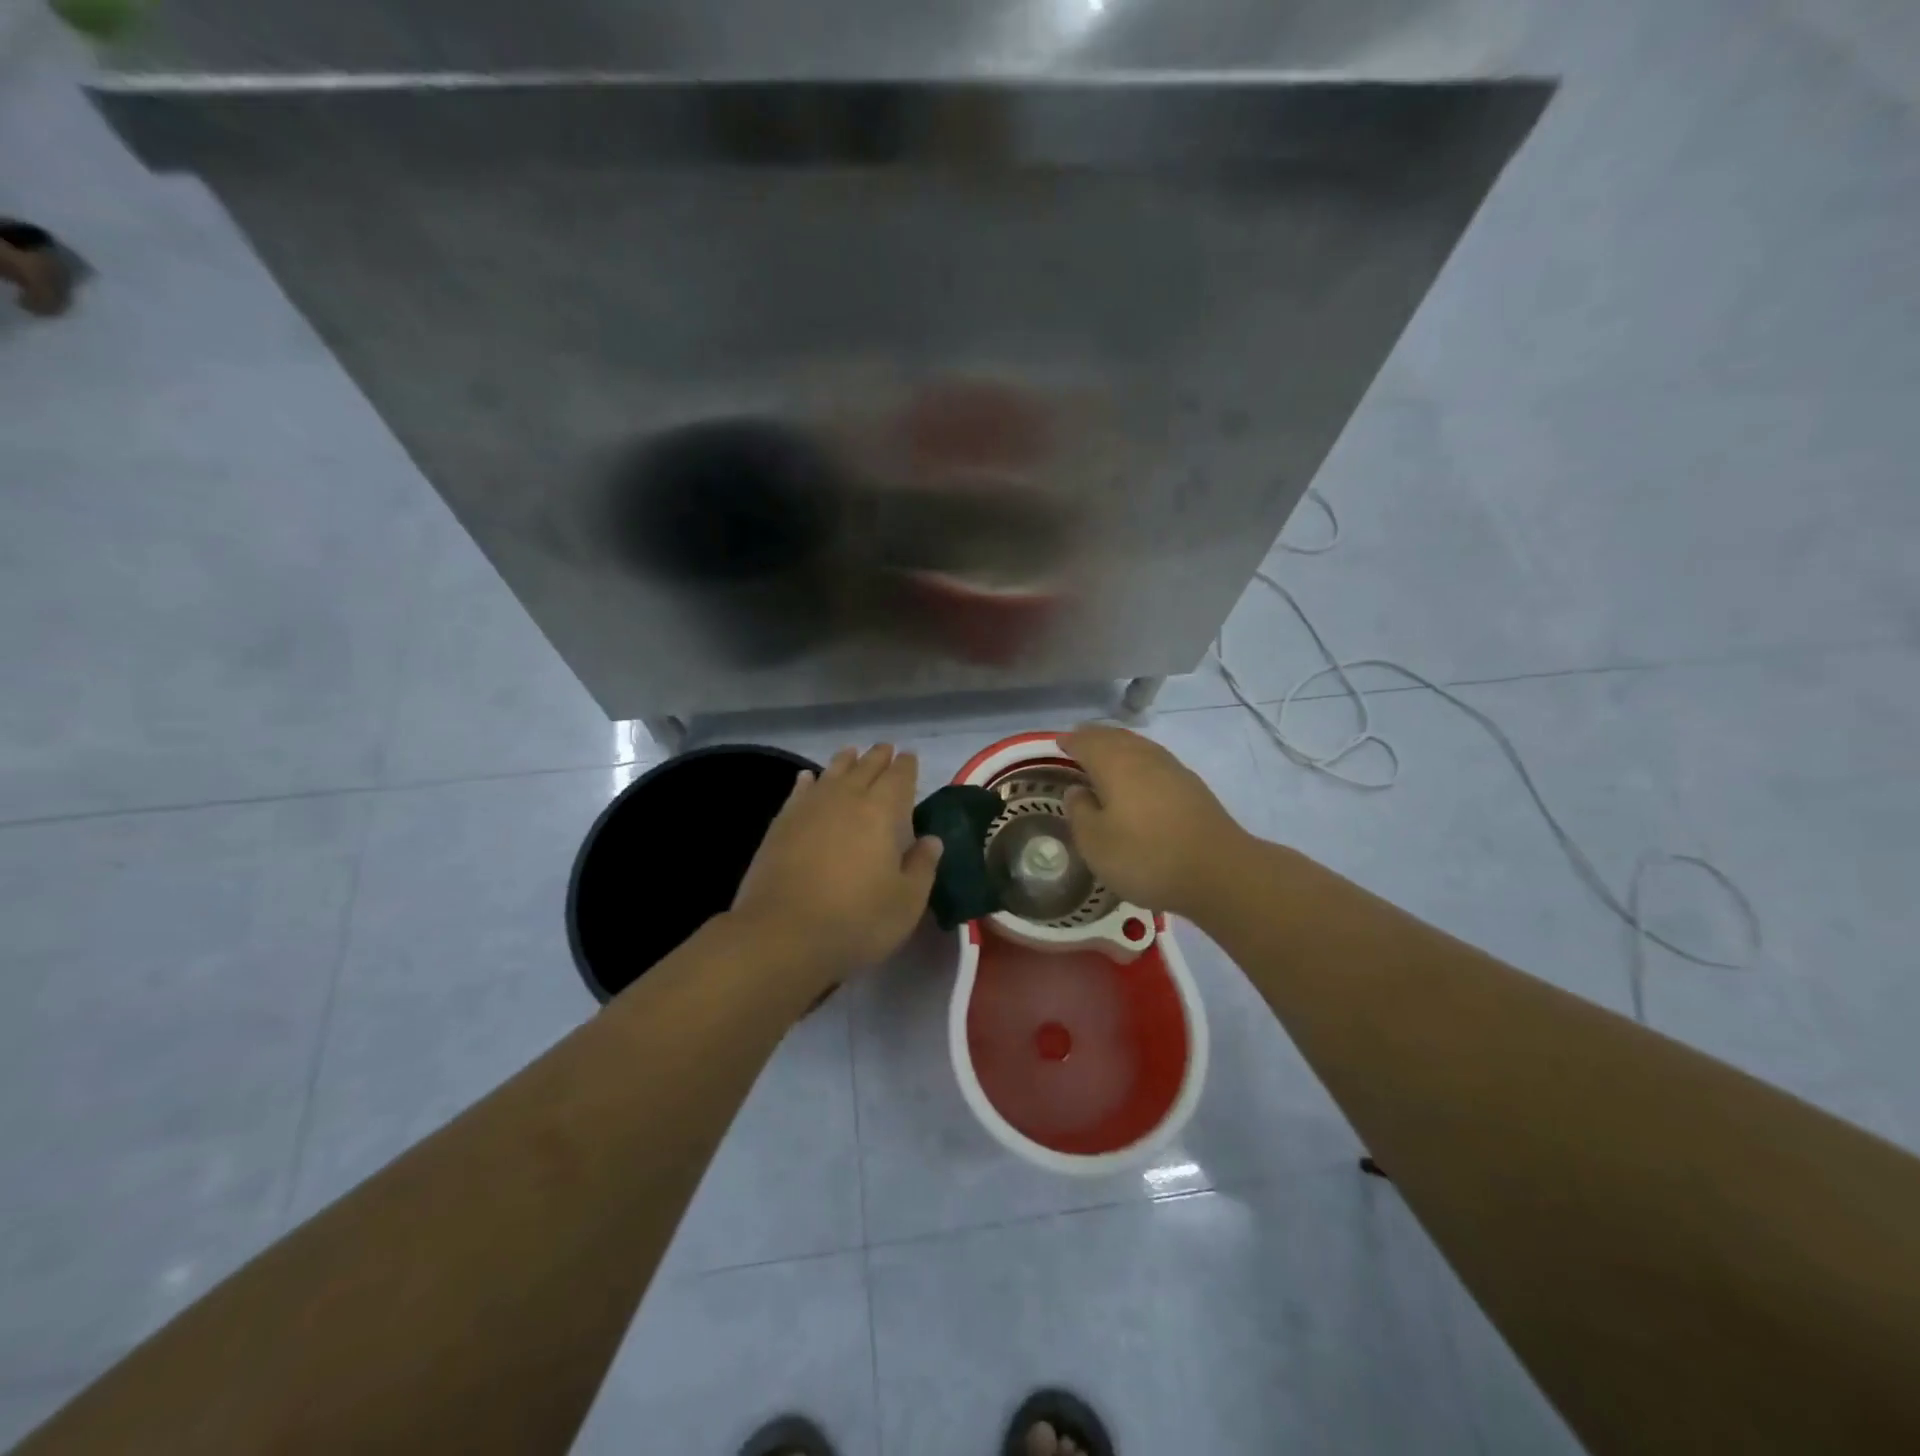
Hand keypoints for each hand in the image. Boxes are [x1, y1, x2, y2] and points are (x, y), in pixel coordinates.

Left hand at [731, 745, 943, 992]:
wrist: (782, 935)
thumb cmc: (856, 920)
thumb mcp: (906, 902)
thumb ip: (922, 867)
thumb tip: (932, 840)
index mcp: (881, 813)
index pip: (898, 778)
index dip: (906, 766)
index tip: (909, 756)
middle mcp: (845, 800)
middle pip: (864, 768)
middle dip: (878, 757)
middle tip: (886, 748)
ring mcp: (809, 809)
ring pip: (831, 774)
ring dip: (845, 761)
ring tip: (851, 753)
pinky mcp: (781, 825)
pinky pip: (799, 792)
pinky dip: (807, 781)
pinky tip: (808, 778)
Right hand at [1061, 723, 1251, 917]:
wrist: (1219, 872)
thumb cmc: (1146, 856)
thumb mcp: (1096, 843)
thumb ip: (1080, 812)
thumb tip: (1076, 790)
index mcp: (1115, 764)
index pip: (1087, 741)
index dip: (1070, 741)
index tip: (1057, 744)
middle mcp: (1144, 757)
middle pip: (1115, 737)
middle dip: (1094, 737)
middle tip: (1078, 743)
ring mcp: (1173, 770)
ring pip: (1139, 747)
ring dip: (1119, 747)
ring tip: (1105, 758)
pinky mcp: (1192, 788)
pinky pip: (1155, 762)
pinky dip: (1138, 763)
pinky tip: (1138, 780)